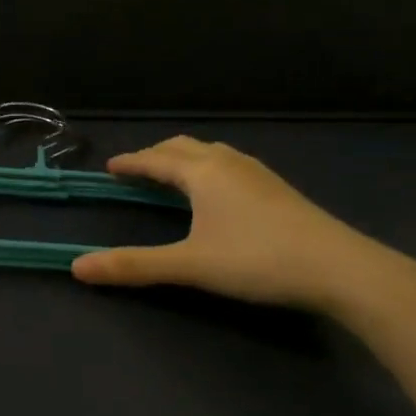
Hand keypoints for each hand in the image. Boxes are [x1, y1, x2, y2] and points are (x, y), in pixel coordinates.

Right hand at [70, 136, 397, 311]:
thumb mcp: (189, 265)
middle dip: (156, 155)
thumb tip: (76, 267)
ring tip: (172, 176)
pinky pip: (230, 164)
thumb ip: (134, 266)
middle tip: (137, 170)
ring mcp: (257, 173)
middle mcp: (228, 162)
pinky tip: (218, 192)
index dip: (131, 163)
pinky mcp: (277, 188)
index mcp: (202, 172)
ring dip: (184, 159)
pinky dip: (208, 168)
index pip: (156, 159)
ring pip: (211, 153)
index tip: (111, 167)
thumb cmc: (257, 259)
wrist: (339, 268)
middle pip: (183, 147)